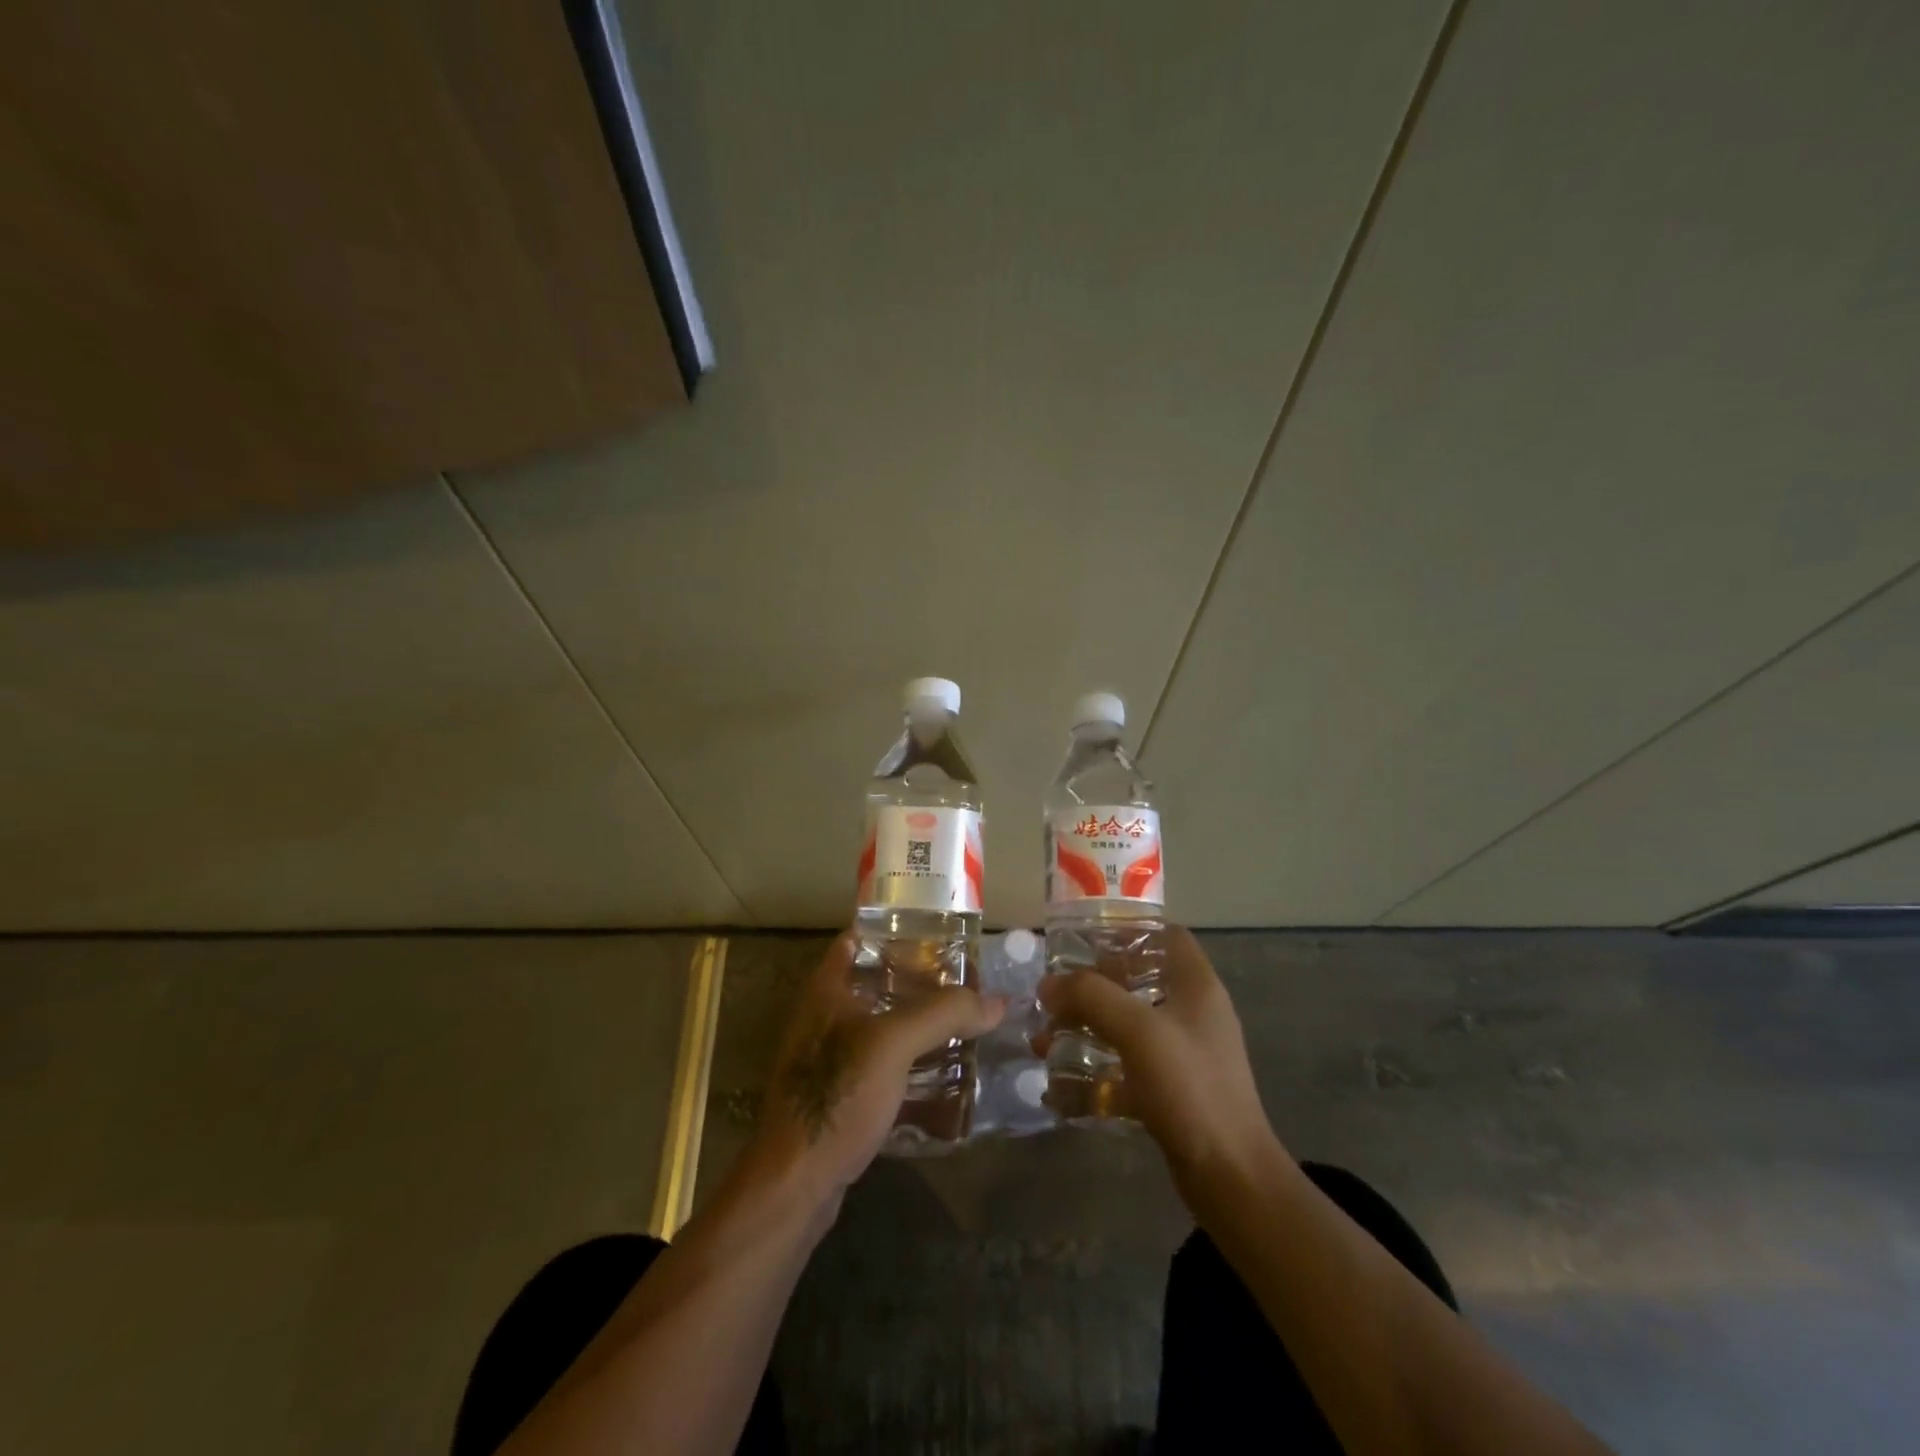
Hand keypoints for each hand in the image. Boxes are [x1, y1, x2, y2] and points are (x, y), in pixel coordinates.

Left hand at [751, 931, 1006, 1200]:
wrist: (795, 1182)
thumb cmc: (836, 1095)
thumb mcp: (893, 1044)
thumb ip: (944, 1014)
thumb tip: (997, 1000)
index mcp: (827, 989)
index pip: (858, 938)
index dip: (895, 929)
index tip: (938, 930)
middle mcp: (825, 1015)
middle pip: (876, 981)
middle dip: (919, 978)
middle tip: (964, 978)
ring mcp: (831, 1057)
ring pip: (882, 1024)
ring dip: (918, 1021)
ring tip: (963, 1019)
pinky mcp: (842, 1093)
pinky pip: (883, 1062)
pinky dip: (911, 1058)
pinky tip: (943, 1069)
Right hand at [1034, 926, 1278, 1201]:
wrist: (1230, 1177)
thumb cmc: (1191, 1089)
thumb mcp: (1139, 1031)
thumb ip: (1091, 997)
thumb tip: (1048, 985)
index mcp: (1196, 986)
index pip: (1165, 935)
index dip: (1127, 930)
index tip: (1082, 940)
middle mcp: (1192, 1012)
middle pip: (1137, 979)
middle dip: (1091, 986)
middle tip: (1052, 995)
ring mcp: (1183, 1053)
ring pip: (1127, 1024)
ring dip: (1086, 1029)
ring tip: (1045, 1041)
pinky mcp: (1172, 1089)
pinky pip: (1127, 1065)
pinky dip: (1096, 1069)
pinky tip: (1061, 1085)